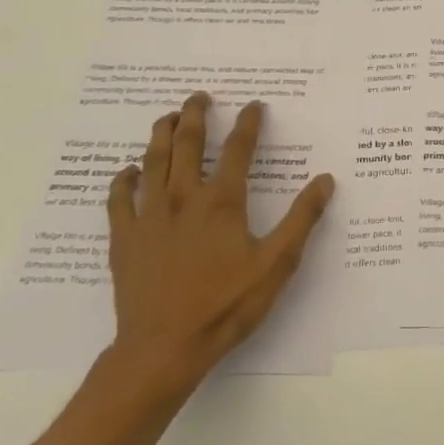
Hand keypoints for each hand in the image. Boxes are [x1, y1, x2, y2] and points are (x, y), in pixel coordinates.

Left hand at [103, 92, 334, 399]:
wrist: (164, 347)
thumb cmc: (226, 305)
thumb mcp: (277, 264)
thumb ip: (302, 219)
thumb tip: (325, 180)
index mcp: (222, 202)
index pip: (238, 149)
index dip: (249, 123)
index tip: (254, 105)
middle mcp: (183, 198)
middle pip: (188, 144)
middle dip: (195, 115)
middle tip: (199, 97)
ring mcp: (149, 216)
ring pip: (152, 161)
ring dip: (161, 134)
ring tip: (167, 117)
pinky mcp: (124, 238)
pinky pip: (119, 198)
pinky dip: (124, 179)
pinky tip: (128, 172)